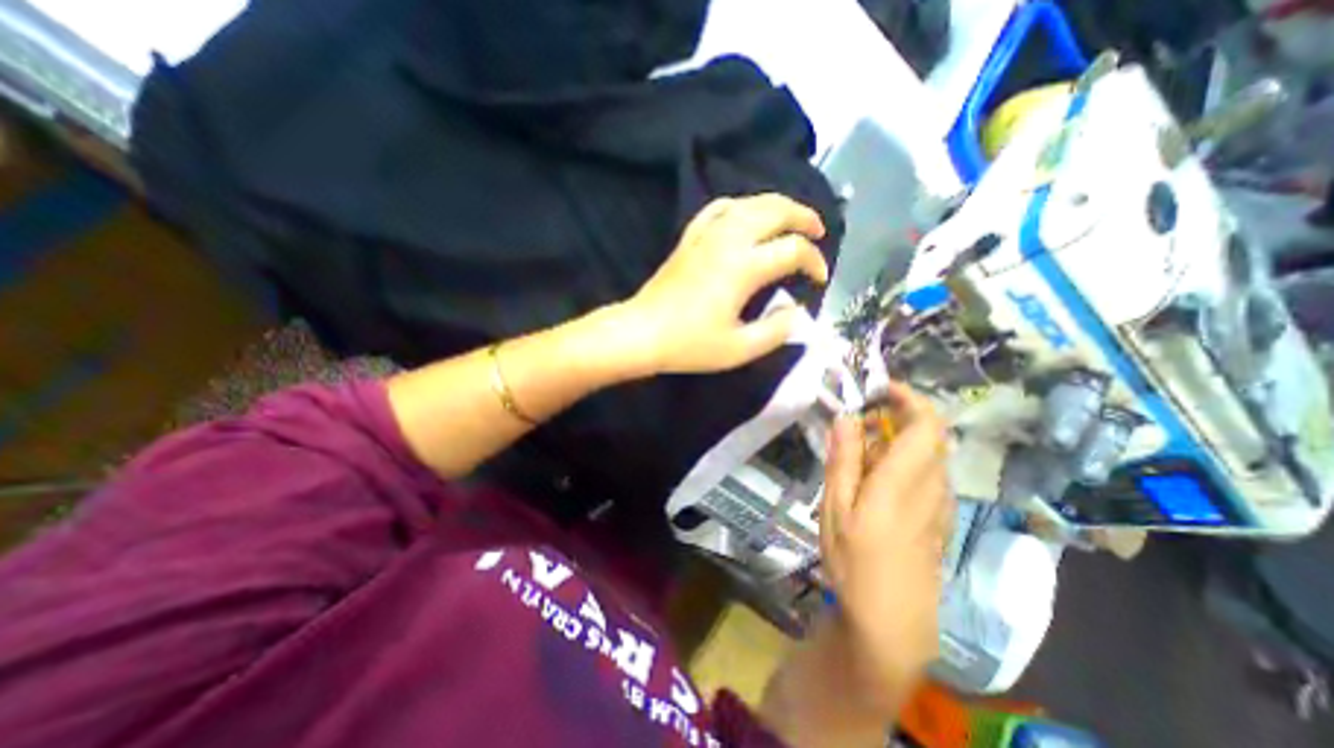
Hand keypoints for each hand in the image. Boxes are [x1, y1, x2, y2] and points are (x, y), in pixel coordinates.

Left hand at [623, 193, 830, 372]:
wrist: (642, 333)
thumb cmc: (689, 344)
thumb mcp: (739, 348)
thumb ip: (776, 331)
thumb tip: (798, 312)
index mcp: (743, 267)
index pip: (793, 250)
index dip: (814, 262)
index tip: (820, 280)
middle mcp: (728, 241)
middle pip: (775, 210)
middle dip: (803, 217)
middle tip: (818, 233)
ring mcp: (706, 235)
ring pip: (749, 202)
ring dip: (777, 206)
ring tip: (791, 220)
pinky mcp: (689, 238)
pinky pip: (718, 208)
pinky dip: (740, 206)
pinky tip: (746, 215)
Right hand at [820, 382, 952, 716]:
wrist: (892, 619)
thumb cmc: (854, 560)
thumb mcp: (835, 507)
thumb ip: (844, 458)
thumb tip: (848, 416)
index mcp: (904, 480)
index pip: (927, 424)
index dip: (909, 397)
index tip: (879, 388)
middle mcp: (932, 486)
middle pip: (929, 434)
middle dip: (895, 418)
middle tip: (857, 426)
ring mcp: (940, 503)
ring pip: (927, 453)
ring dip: (897, 440)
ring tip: (859, 456)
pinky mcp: (938, 516)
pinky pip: (927, 474)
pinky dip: (903, 461)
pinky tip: (875, 482)